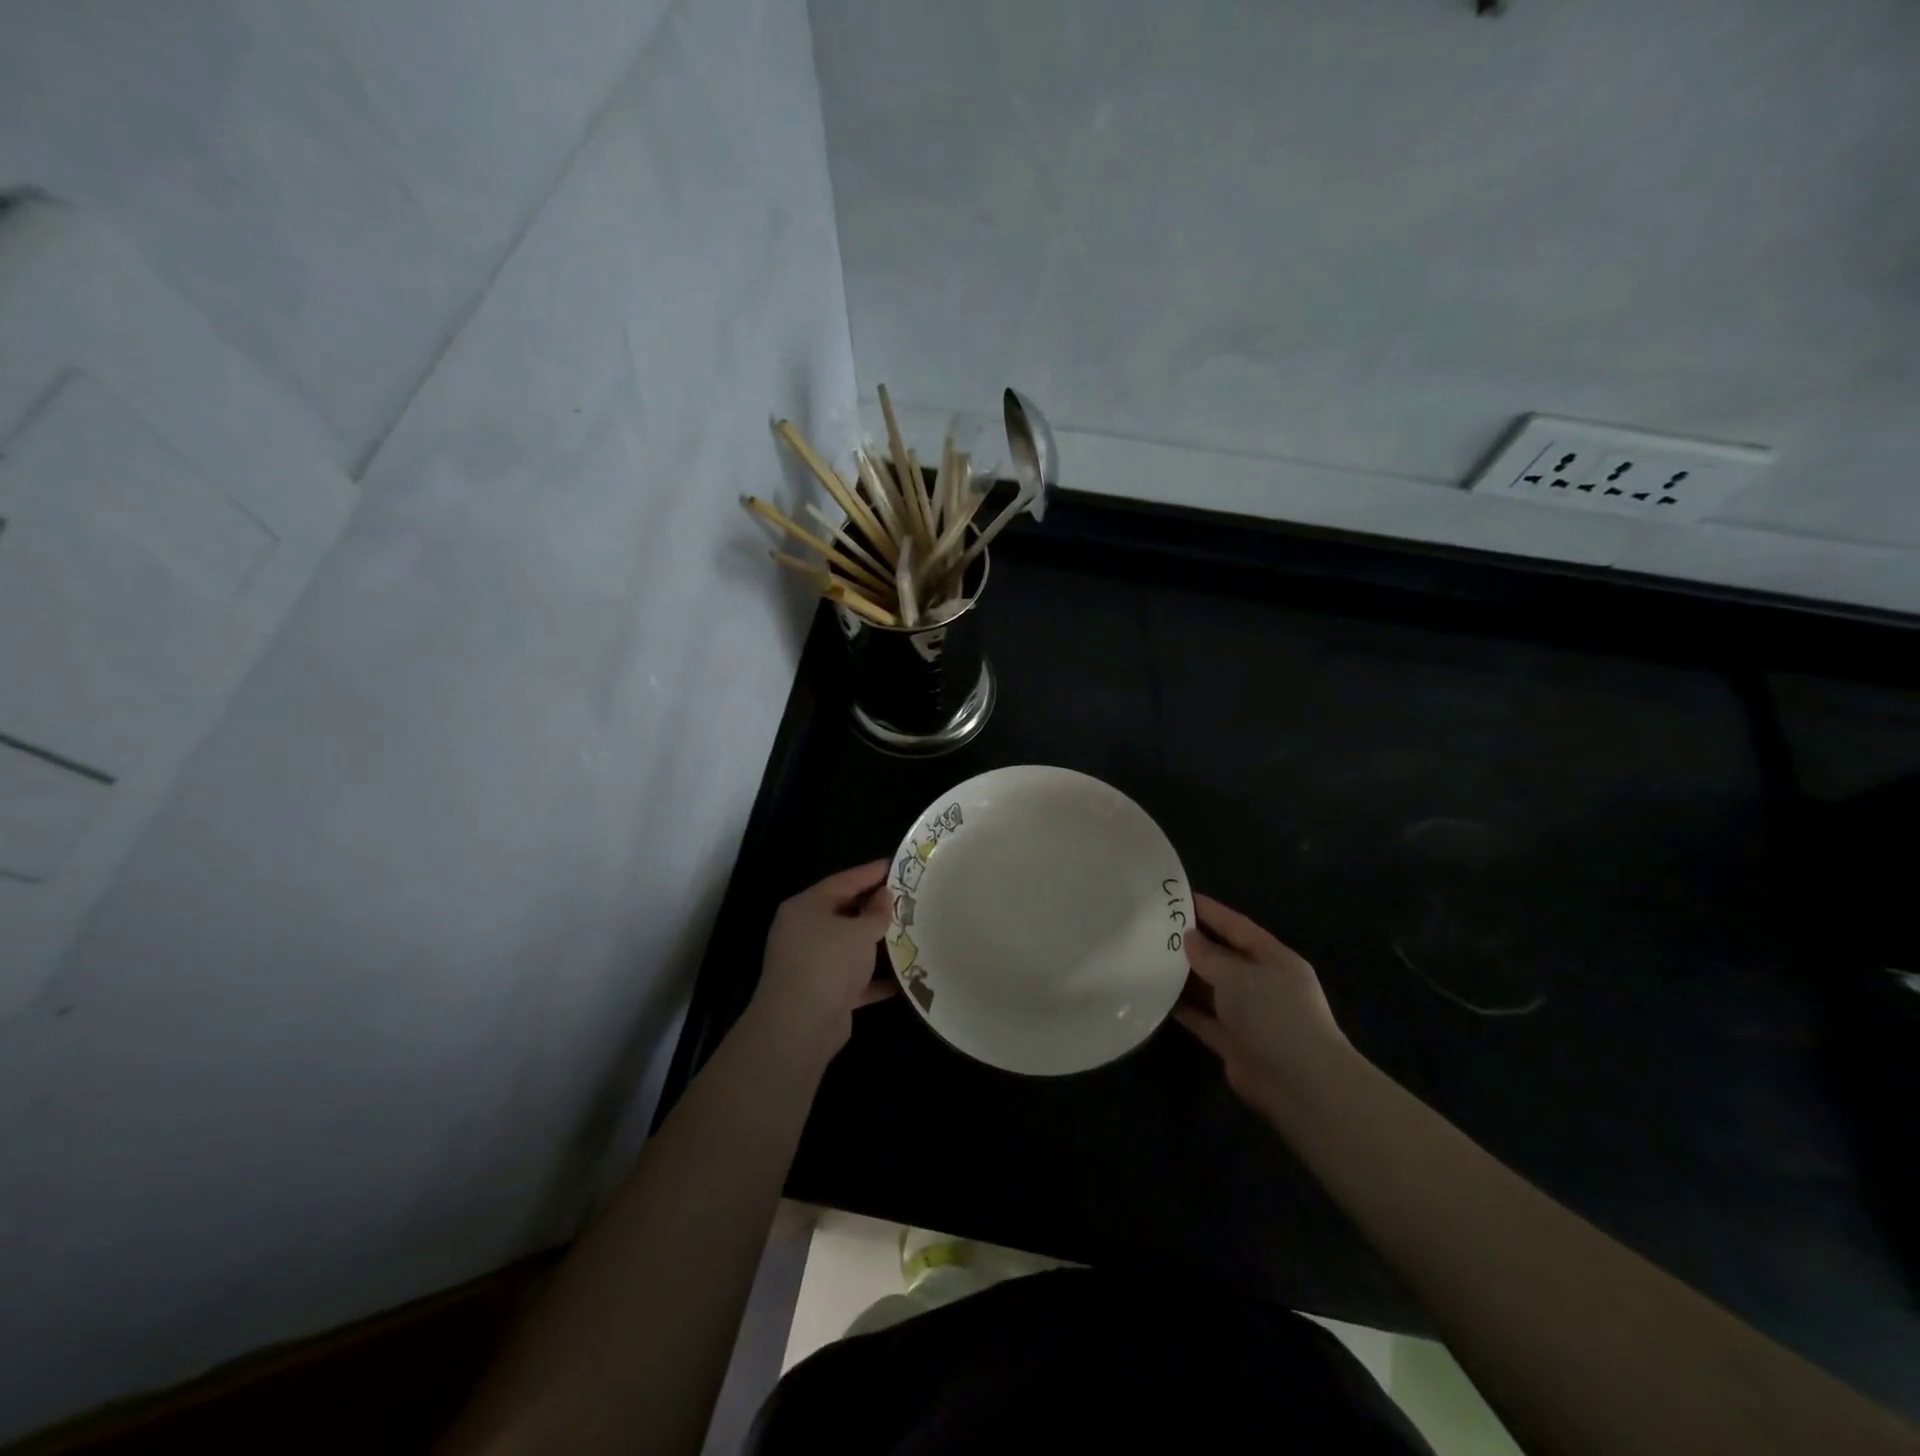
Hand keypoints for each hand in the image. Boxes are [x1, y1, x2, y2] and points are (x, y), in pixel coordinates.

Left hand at [745, 861, 895, 1063]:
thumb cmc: (828, 962)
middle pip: (845, 913)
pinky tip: (903, 978)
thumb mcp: (859, 931)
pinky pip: (855, 979)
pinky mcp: (823, 993)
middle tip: (908, 899)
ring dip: (877, 945)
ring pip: (850, 947)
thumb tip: (885, 896)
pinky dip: (875, 979)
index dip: (870, 873)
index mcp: (806, 907)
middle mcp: (804, 932)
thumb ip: (876, 912)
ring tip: (912, 934)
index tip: (895, 865)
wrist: (800, 1026)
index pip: (843, 881)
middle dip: (876, 909)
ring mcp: (812, 964)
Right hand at [1175, 895, 1352, 1118]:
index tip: (1177, 898)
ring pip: (1210, 988)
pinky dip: (1183, 1009)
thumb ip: (1210, 956)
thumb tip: (1189, 937)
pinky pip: (1203, 1018)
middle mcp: (1263, 983)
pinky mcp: (1233, 1042)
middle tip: (1153, 928)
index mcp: (1274, 959)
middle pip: (1222, 957)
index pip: (1237, 926)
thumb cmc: (1273, 1014)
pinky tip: (1155, 996)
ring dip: (1183, 978)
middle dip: (1192, 944)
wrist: (1299, 1084)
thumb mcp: (1238, 975)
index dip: (1210, 911)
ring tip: (1146, 958)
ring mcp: (1248, 1015)